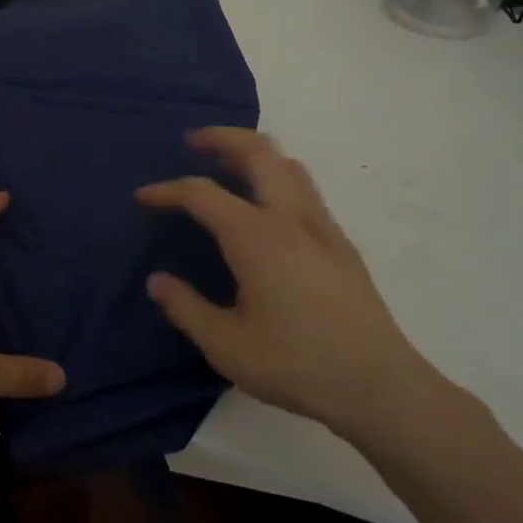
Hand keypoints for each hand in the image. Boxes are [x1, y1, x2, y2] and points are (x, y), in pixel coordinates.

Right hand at [136, 128, 448, 438]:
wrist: (379, 386)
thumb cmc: (296, 365)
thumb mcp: (226, 345)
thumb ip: (185, 308)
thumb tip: (157, 281)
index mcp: (256, 237)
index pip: (201, 194)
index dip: (167, 190)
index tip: (143, 198)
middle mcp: (290, 217)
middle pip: (256, 150)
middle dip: (221, 137)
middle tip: (193, 141)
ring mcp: (322, 225)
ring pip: (287, 163)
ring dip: (253, 151)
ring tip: (228, 165)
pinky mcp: (341, 242)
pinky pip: (304, 186)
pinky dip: (277, 174)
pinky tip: (266, 206)